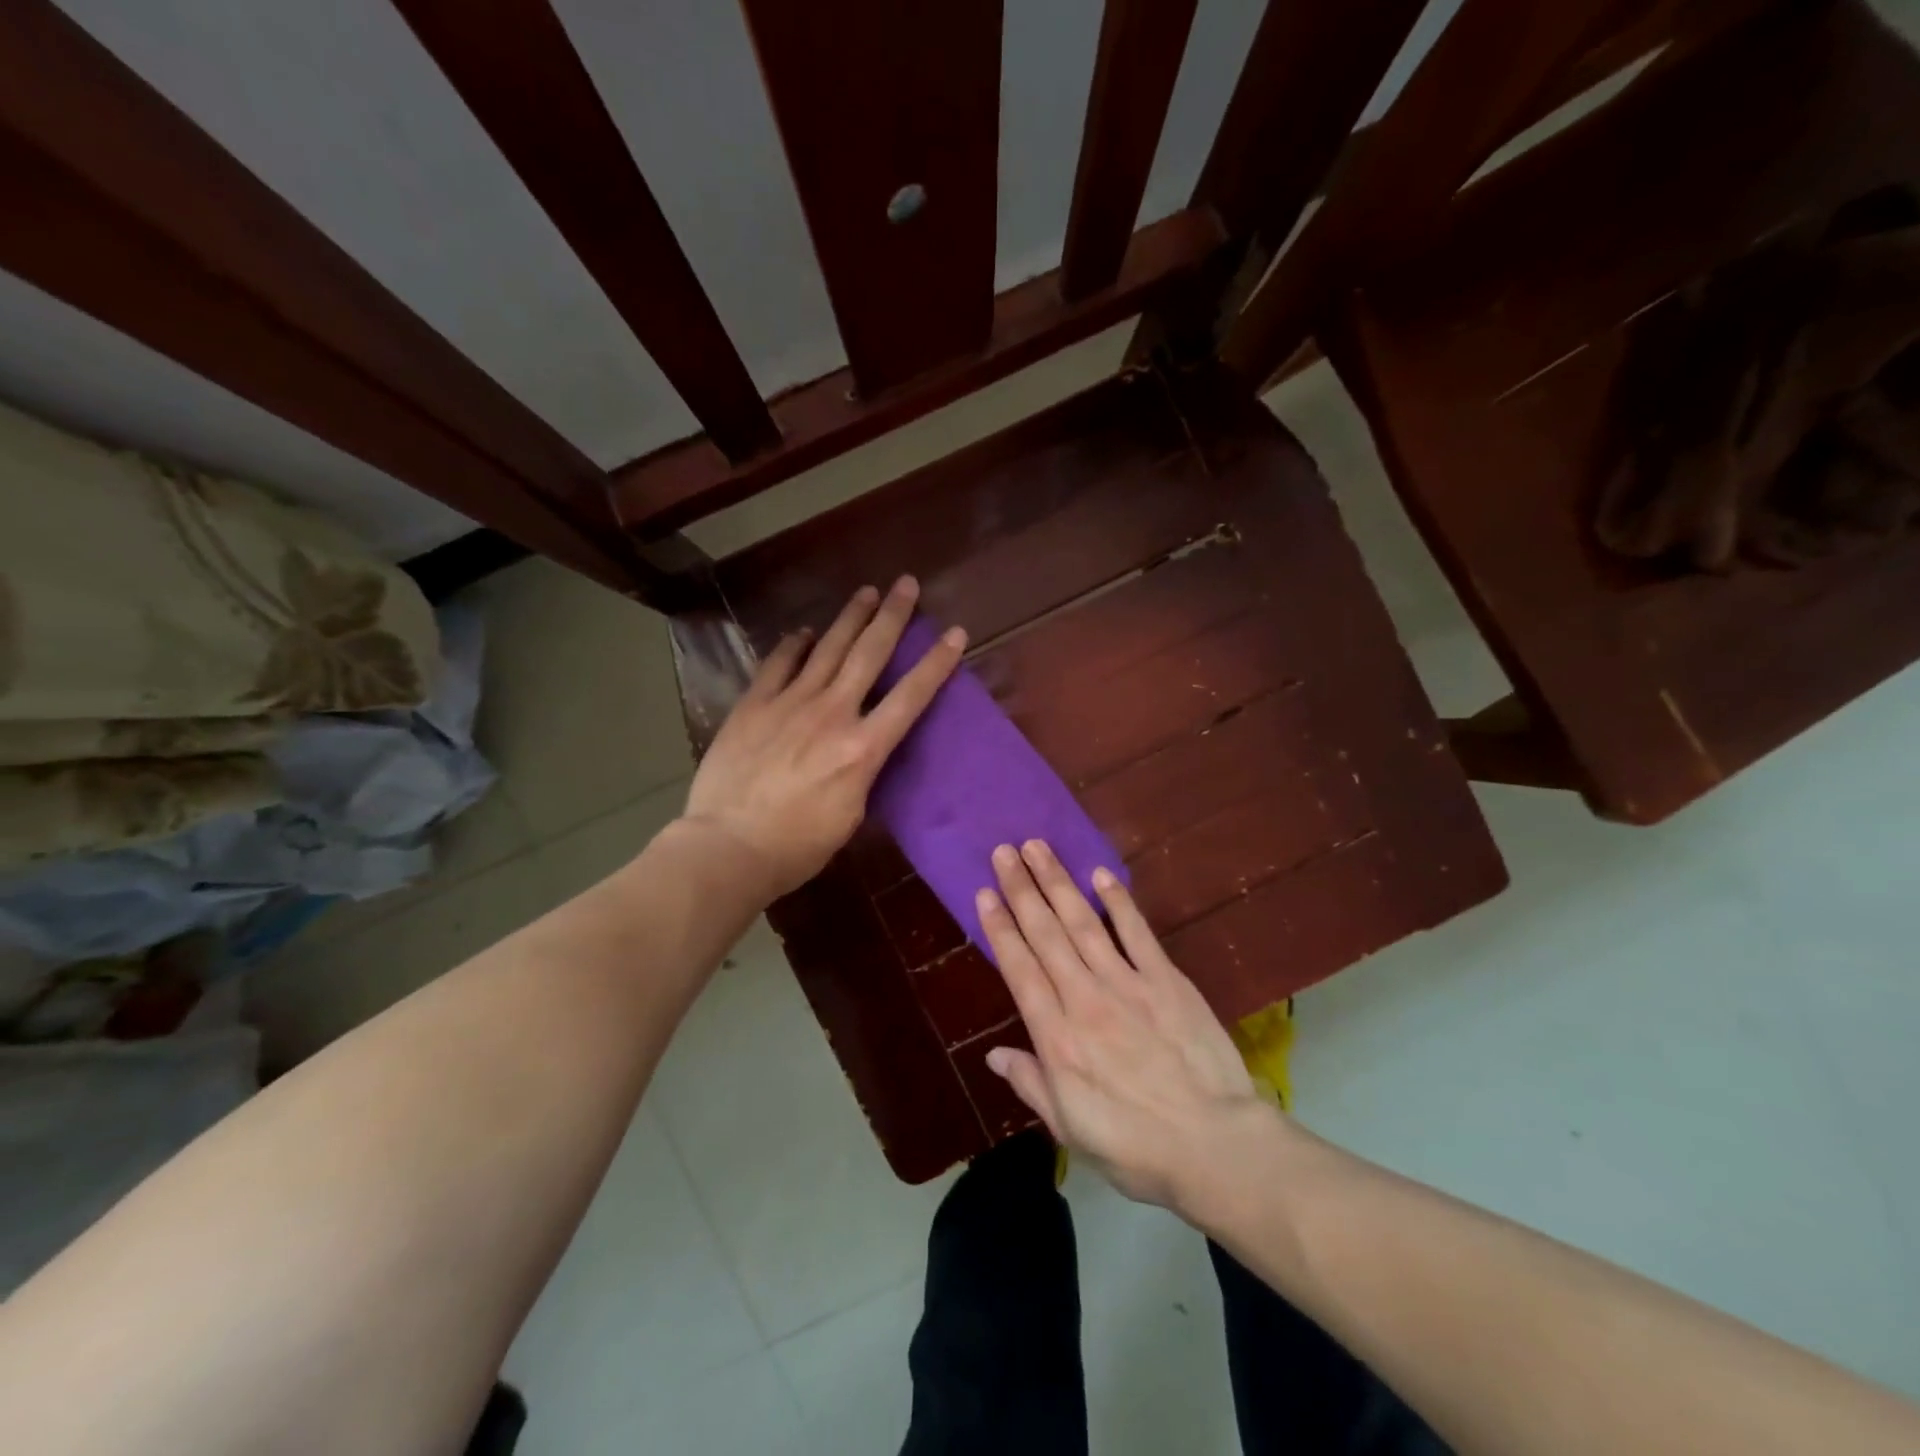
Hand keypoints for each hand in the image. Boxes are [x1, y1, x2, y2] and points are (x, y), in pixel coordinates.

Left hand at [682, 577, 964, 897]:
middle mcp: (832, 713)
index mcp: (863, 748)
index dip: (936, 663)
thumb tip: (863, 751)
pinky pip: (778, 664)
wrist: (728, 846)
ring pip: (827, 648)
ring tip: (867, 592)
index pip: (910, 696)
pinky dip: (793, 645)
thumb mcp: (850, 816)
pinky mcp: (754, 705)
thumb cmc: (797, 846)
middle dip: (892, 616)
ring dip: (850, 617)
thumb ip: (863, 773)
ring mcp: (790, 703)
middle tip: (907, 584)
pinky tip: (803, 633)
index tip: (954, 632)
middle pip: (869, 654)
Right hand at [977, 840, 1281, 1213]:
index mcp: (1057, 1039)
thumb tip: (995, 1054)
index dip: (1000, 928)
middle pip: (1046, 934)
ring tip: (1038, 848)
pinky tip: (1100, 875)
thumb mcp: (1070, 1130)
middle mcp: (1084, 1000)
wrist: (1215, 1147)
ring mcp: (1127, 984)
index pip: (1020, 970)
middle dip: (1022, 890)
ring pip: (1083, 923)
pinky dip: (1118, 902)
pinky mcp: (1166, 981)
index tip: (985, 893)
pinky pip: (1137, 933)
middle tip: (1004, 851)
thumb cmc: (1136, 1147)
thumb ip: (1031, 1085)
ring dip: (1058, 883)